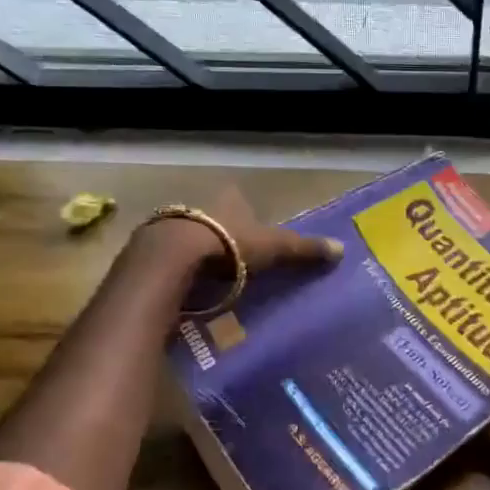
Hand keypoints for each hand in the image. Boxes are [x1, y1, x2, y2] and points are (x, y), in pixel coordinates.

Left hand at [141, 186, 342, 276]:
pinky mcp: (148, 249)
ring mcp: (170, 225)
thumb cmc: (230, 246)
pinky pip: (167, 259)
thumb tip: (341, 249)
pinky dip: (176, 271)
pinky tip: (183, 288)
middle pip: (213, 219)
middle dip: (221, 237)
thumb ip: (304, 249)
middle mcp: (199, 206)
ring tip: (208, 281)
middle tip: (233, 262)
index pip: (240, 202)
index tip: (253, 237)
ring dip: (196, 254)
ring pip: (188, 238)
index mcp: (228, 201)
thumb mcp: (274, 247)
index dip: (247, 216)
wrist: (172, 257)